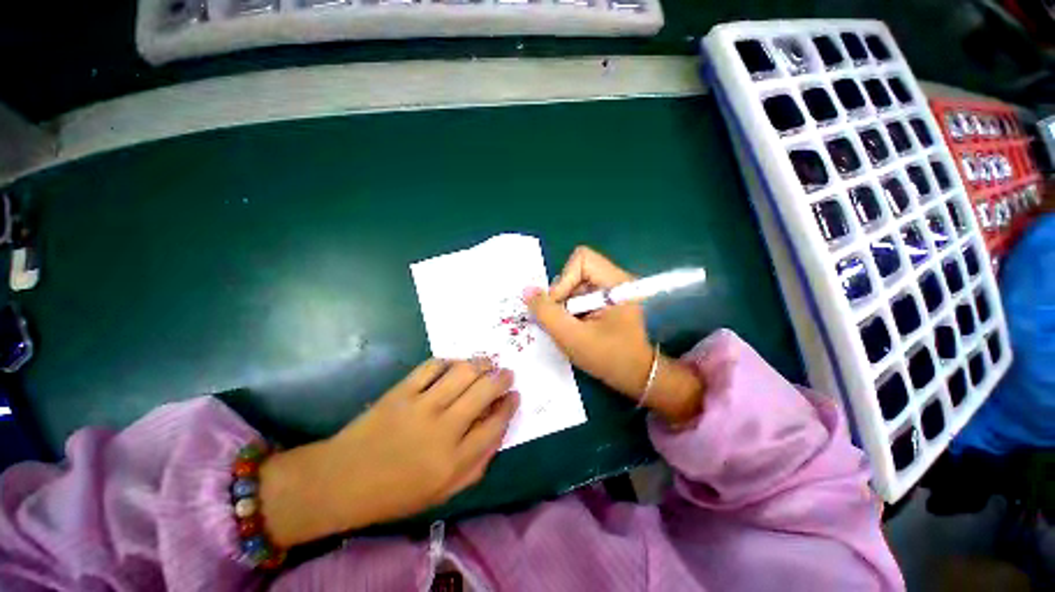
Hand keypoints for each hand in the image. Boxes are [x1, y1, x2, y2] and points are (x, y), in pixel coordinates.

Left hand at [258, 359, 518, 546]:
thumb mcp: (444, 492)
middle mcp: (443, 429)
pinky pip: (433, 366)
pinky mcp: (402, 391)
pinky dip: (449, 361)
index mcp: (455, 460)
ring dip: (482, 363)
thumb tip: (498, 430)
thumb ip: (478, 464)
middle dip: (503, 378)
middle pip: (485, 391)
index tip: (515, 395)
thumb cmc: (397, 492)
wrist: (343, 480)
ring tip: (488, 363)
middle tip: (507, 373)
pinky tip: (455, 364)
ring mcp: (421, 406)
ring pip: (463, 372)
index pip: (496, 424)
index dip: (510, 406)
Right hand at [525, 246, 703, 423]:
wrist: (637, 376)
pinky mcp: (607, 300)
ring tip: (571, 327)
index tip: (560, 307)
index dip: (564, 280)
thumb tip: (527, 290)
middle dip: (562, 297)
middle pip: (576, 272)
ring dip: (565, 306)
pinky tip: (576, 327)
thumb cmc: (609, 358)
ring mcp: (611, 290)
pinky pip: (579, 295)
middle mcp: (615, 280)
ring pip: (574, 285)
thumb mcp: (572, 338)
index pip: (582, 259)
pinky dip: (571, 310)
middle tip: (563, 321)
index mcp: (616, 283)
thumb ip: (547, 313)